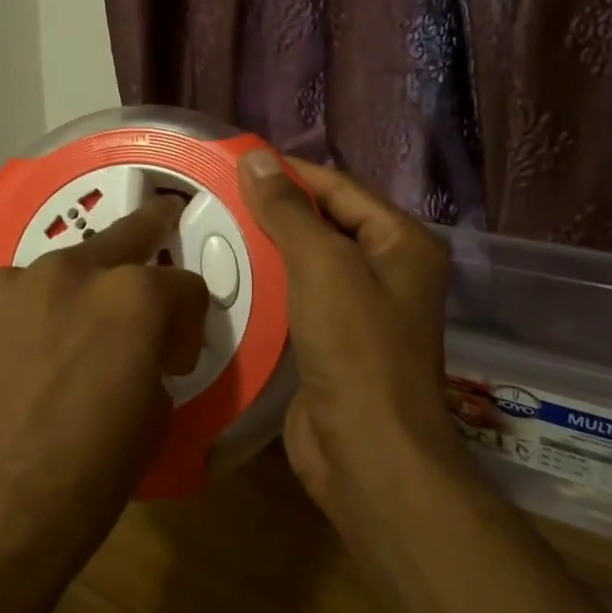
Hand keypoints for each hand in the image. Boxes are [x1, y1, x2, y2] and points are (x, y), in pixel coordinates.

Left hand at [0, 195, 209, 598]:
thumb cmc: (83, 483)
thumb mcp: (153, 421)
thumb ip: (156, 359)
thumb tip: (146, 349)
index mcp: (131, 298)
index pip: (184, 284)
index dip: (188, 321)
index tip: (176, 356)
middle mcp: (69, 270)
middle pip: (123, 237)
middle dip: (149, 237)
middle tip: (162, 228)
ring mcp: (8, 284)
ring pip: (60, 269)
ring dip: (76, 293)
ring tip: (66, 340)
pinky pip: (11, 300)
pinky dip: (25, 319)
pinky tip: (15, 364)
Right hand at [237, 152, 460, 546]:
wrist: (368, 454)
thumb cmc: (356, 349)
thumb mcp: (322, 266)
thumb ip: (288, 210)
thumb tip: (255, 158)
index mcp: (400, 243)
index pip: (339, 187)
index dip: (289, 171)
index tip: (235, 160)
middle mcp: (387, 271)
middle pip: (324, 223)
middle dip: (274, 209)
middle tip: (215, 194)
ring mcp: (361, 310)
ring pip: (306, 262)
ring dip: (266, 248)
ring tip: (211, 229)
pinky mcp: (333, 343)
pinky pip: (296, 299)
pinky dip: (266, 286)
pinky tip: (226, 278)